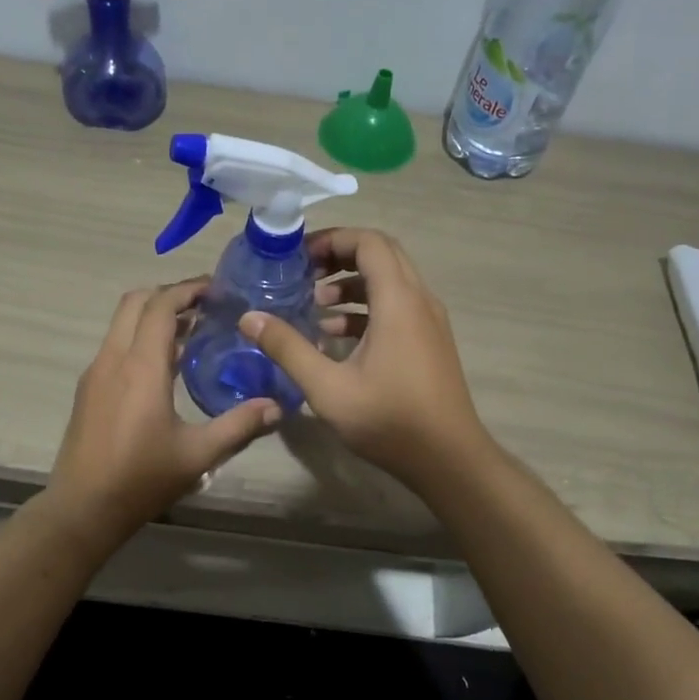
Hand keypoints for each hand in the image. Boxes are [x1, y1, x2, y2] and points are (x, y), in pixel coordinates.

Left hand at [47, 279, 281, 539]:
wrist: (82, 509)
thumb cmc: (141, 479)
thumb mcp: (198, 455)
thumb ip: (239, 425)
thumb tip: (277, 407)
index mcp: (140, 366)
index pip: (161, 306)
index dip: (188, 290)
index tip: (217, 289)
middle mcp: (113, 359)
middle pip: (135, 302)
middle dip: (169, 295)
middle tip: (205, 305)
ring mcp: (95, 373)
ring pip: (121, 323)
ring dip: (153, 316)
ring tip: (192, 332)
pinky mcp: (88, 390)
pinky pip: (115, 346)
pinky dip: (139, 338)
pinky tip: (166, 366)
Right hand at [238, 228, 489, 489]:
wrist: (449, 459)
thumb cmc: (389, 420)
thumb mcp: (327, 387)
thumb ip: (288, 348)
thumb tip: (250, 318)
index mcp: (399, 301)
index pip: (369, 242)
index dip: (333, 239)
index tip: (299, 256)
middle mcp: (419, 301)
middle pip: (381, 255)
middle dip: (340, 256)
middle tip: (303, 273)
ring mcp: (429, 322)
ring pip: (390, 282)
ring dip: (351, 285)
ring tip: (314, 305)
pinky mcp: (429, 342)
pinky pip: (397, 307)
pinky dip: (366, 309)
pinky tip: (335, 336)